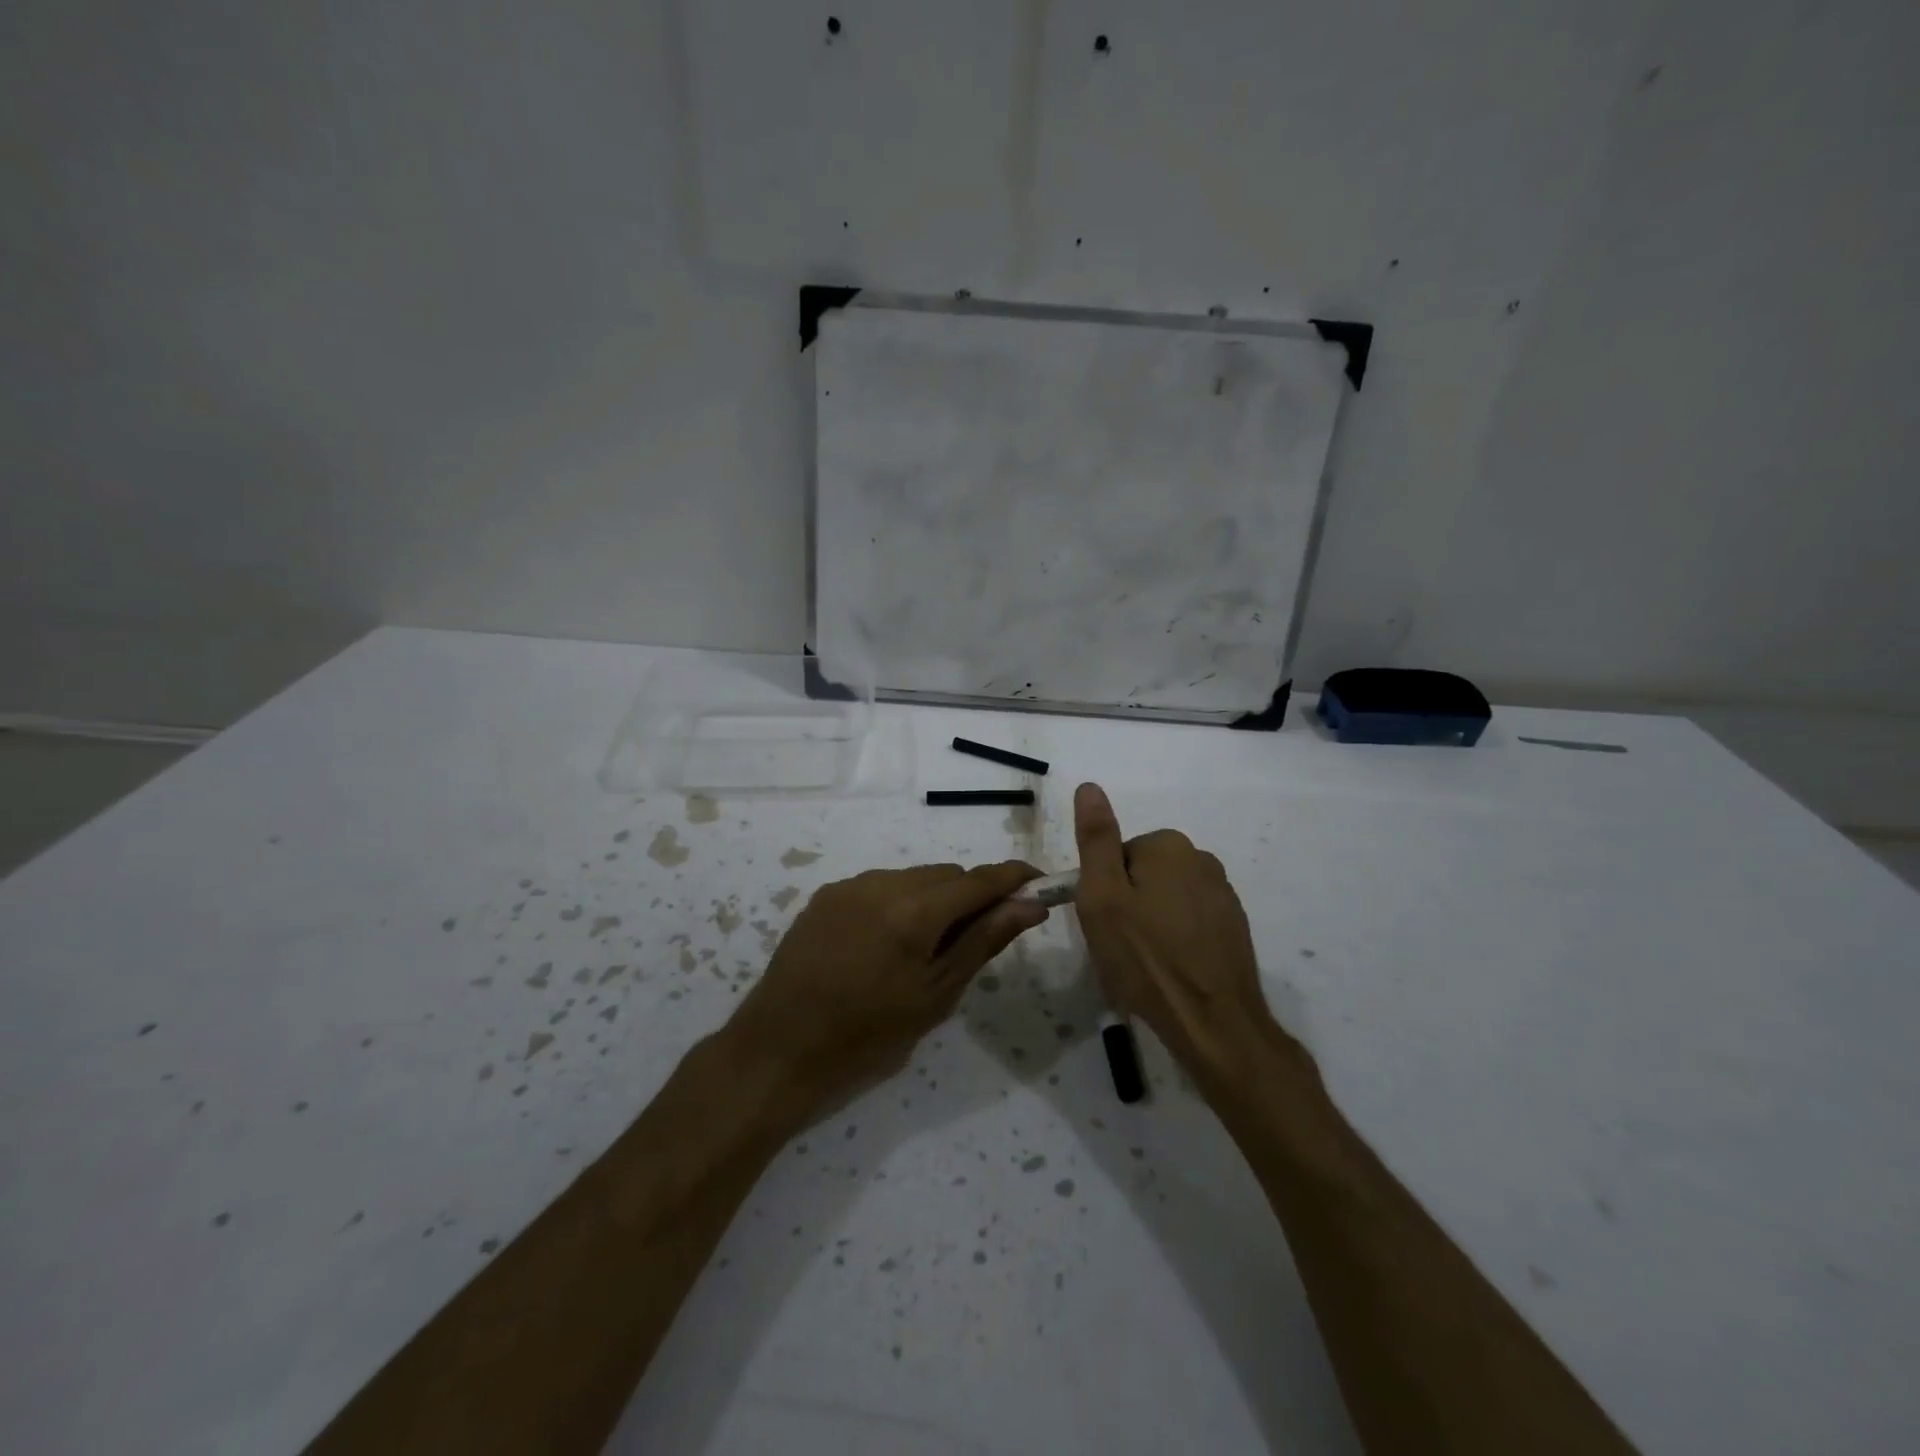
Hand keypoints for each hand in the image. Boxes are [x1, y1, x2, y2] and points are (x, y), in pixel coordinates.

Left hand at [733, 861, 1047, 1108]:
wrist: (779, 1050)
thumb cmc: (867, 1036)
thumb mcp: (936, 996)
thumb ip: (983, 941)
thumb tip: (1029, 905)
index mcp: (914, 911)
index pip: (979, 879)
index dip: (1014, 878)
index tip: (1039, 885)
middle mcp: (882, 883)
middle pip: (946, 875)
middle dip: (970, 897)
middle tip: (973, 941)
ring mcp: (850, 885)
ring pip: (913, 878)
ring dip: (933, 900)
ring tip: (922, 951)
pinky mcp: (826, 895)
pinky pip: (880, 886)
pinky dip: (898, 904)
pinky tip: (884, 946)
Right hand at [1072, 782, 1297, 1086]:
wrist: (1213, 1023)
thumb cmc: (1145, 957)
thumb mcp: (1102, 896)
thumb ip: (1096, 839)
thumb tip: (1089, 786)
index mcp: (1168, 846)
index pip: (1117, 855)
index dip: (1103, 890)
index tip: (1104, 924)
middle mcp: (1201, 859)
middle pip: (1143, 874)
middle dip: (1128, 905)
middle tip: (1121, 946)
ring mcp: (1223, 894)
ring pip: (1166, 898)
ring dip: (1152, 923)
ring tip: (1146, 964)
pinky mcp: (1234, 926)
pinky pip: (1191, 921)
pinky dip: (1177, 939)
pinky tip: (1172, 971)